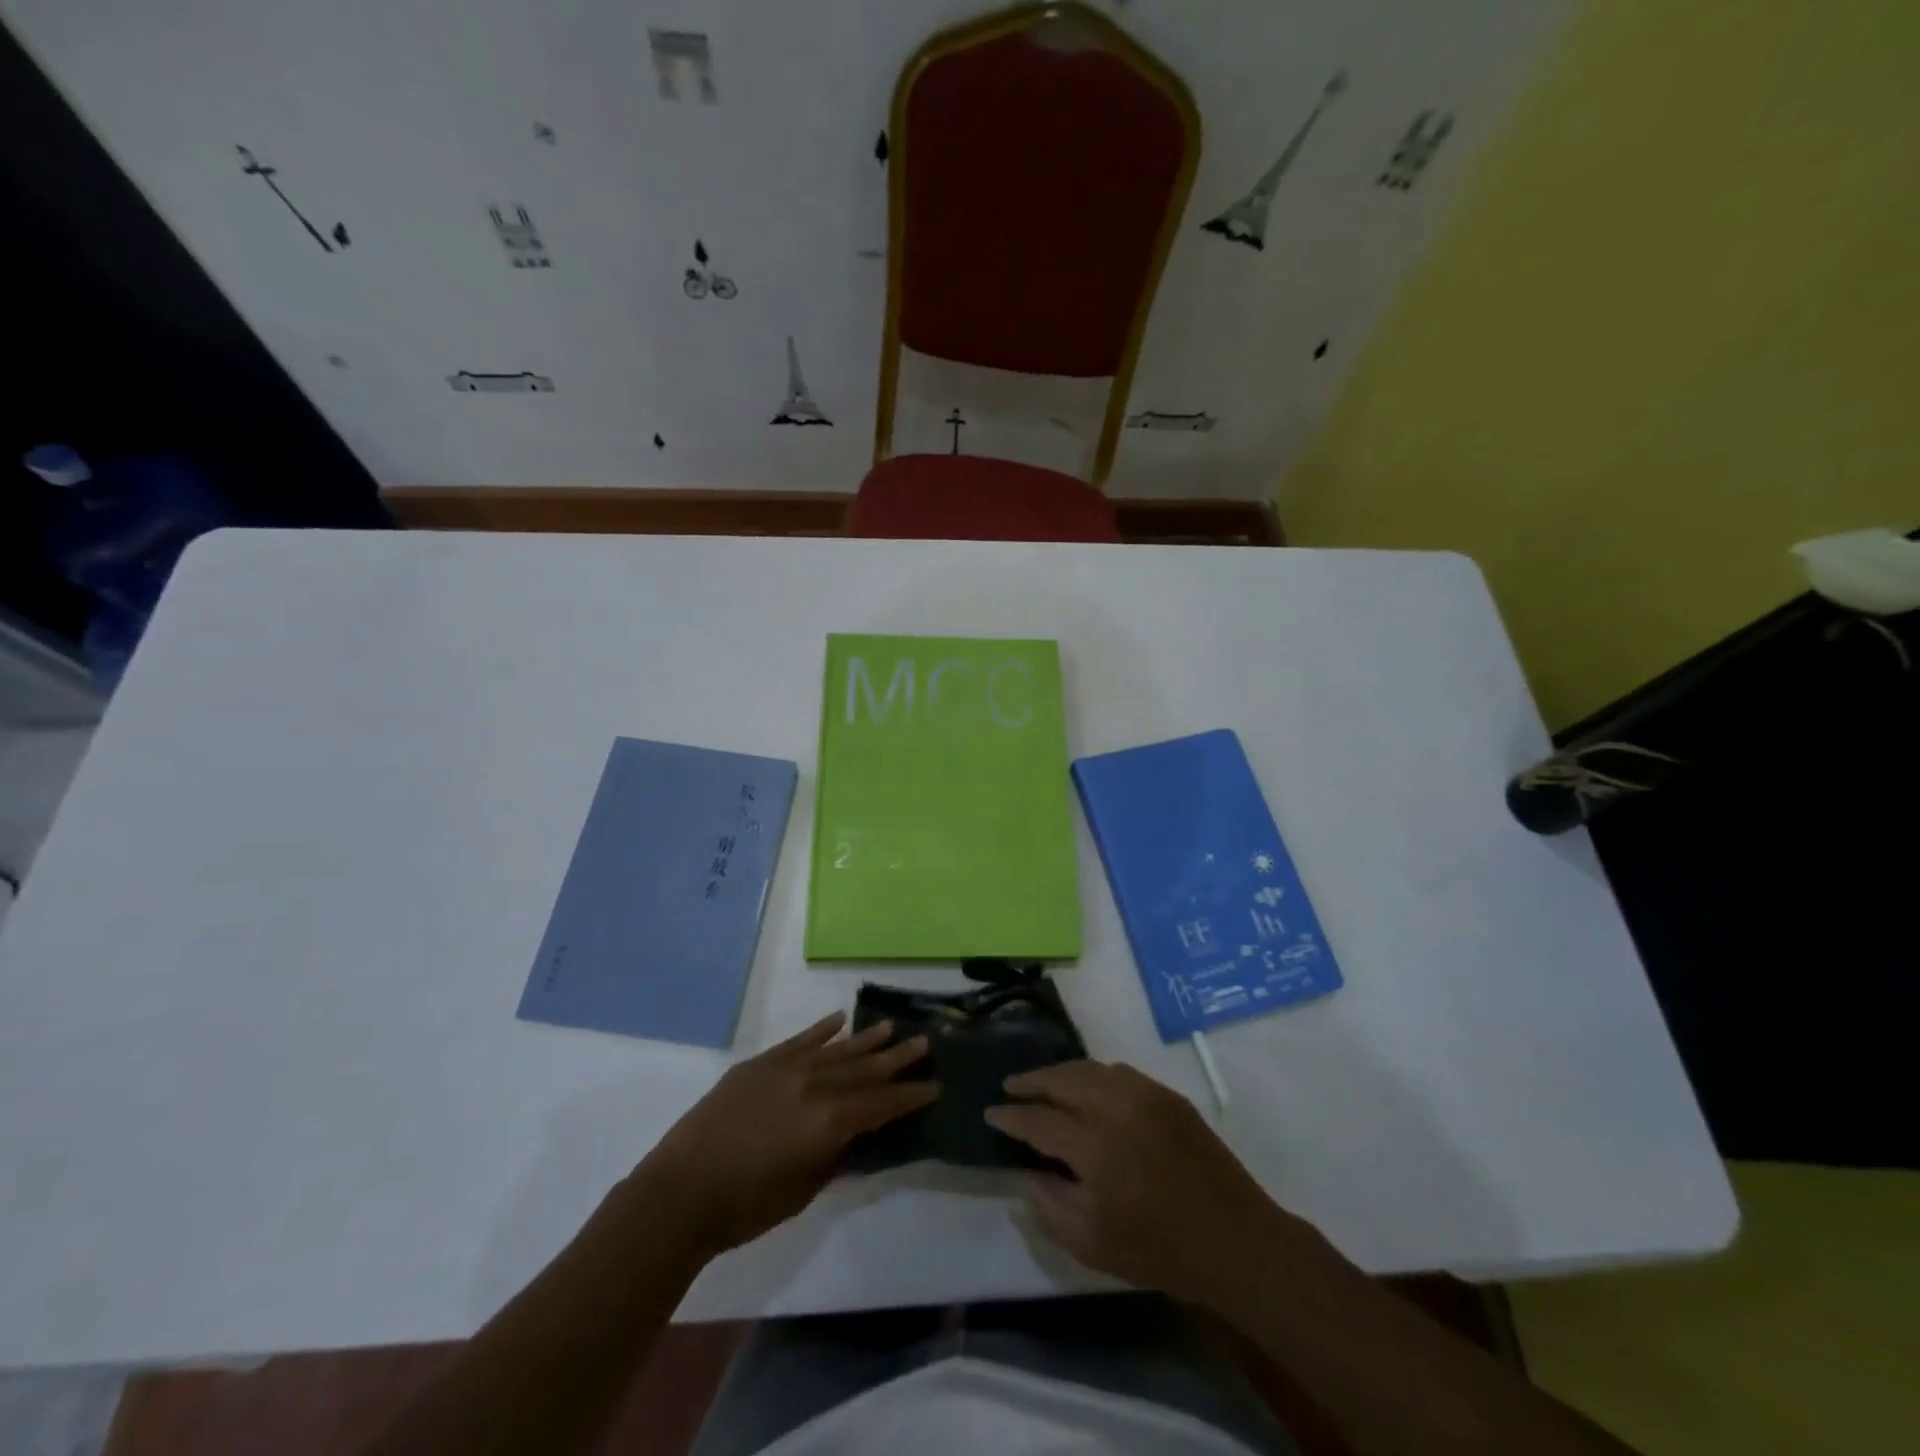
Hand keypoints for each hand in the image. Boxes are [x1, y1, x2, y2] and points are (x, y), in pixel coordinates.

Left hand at [638, 1013, 934, 1258]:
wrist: (680, 1192)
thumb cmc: (745, 1206)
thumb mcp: (803, 1190)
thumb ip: (834, 1156)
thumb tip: (854, 1134)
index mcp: (829, 1122)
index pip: (881, 1104)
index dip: (909, 1096)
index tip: (934, 1085)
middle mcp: (815, 1086)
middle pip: (864, 1069)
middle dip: (896, 1059)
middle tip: (923, 1043)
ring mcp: (786, 1069)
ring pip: (836, 1049)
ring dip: (865, 1039)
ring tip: (890, 1027)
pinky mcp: (760, 1063)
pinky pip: (799, 1041)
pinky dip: (821, 1031)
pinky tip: (839, 1020)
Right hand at [985, 1060, 1297, 1305]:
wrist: (1237, 1241)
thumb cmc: (1161, 1251)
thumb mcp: (1093, 1246)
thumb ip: (1050, 1206)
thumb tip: (1027, 1173)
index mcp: (1095, 1146)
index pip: (1039, 1121)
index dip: (1011, 1116)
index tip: (991, 1112)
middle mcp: (1116, 1107)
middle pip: (1062, 1079)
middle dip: (1032, 1081)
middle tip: (1010, 1086)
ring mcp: (1145, 1095)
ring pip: (1090, 1068)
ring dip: (1061, 1073)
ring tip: (1043, 1082)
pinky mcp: (1167, 1094)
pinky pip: (1119, 1072)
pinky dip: (1094, 1074)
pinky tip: (1087, 1086)